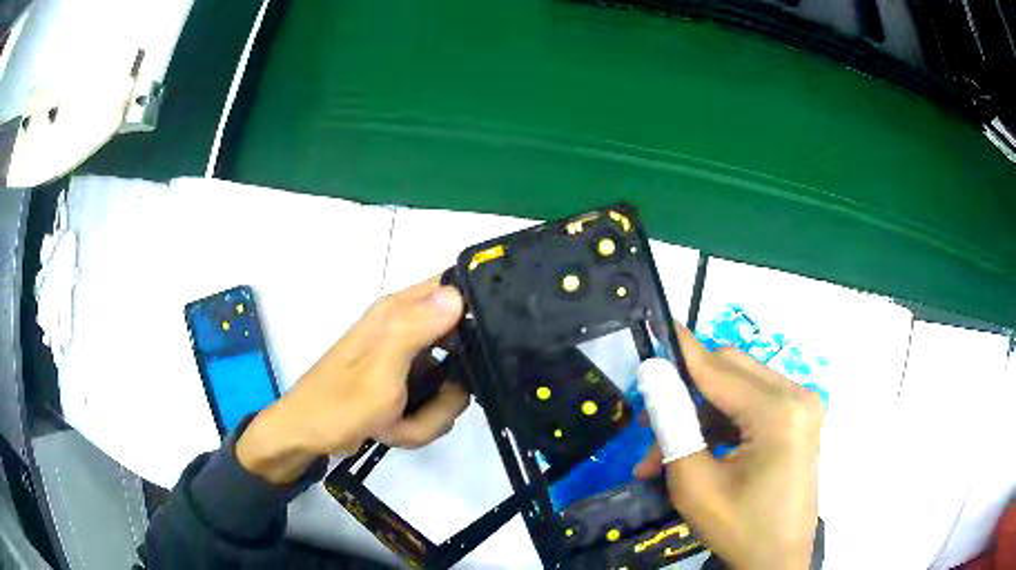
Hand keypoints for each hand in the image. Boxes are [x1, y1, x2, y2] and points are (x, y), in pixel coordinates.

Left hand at [236, 276, 468, 483]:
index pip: (454, 289)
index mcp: (398, 313)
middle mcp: (406, 331)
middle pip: (463, 346)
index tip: (487, 345)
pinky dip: (420, 422)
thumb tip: (458, 293)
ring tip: (399, 423)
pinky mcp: (406, 386)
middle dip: (451, 386)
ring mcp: (407, 362)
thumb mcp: (380, 369)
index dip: (477, 309)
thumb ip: (417, 329)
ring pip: (452, 383)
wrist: (306, 437)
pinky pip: (435, 402)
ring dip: (431, 412)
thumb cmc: (339, 404)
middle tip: (432, 403)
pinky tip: (395, 428)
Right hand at [635, 327, 822, 569]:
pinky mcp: (798, 420)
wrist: (776, 562)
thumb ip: (672, 426)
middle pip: (731, 372)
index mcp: (779, 411)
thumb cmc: (739, 528)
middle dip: (686, 397)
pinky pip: (752, 407)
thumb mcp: (695, 484)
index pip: (719, 368)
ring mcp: (802, 407)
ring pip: (738, 391)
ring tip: (662, 459)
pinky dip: (721, 426)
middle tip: (648, 428)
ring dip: (699, 419)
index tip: (652, 330)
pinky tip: (697, 455)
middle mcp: (798, 396)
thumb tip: (652, 376)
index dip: (681, 350)